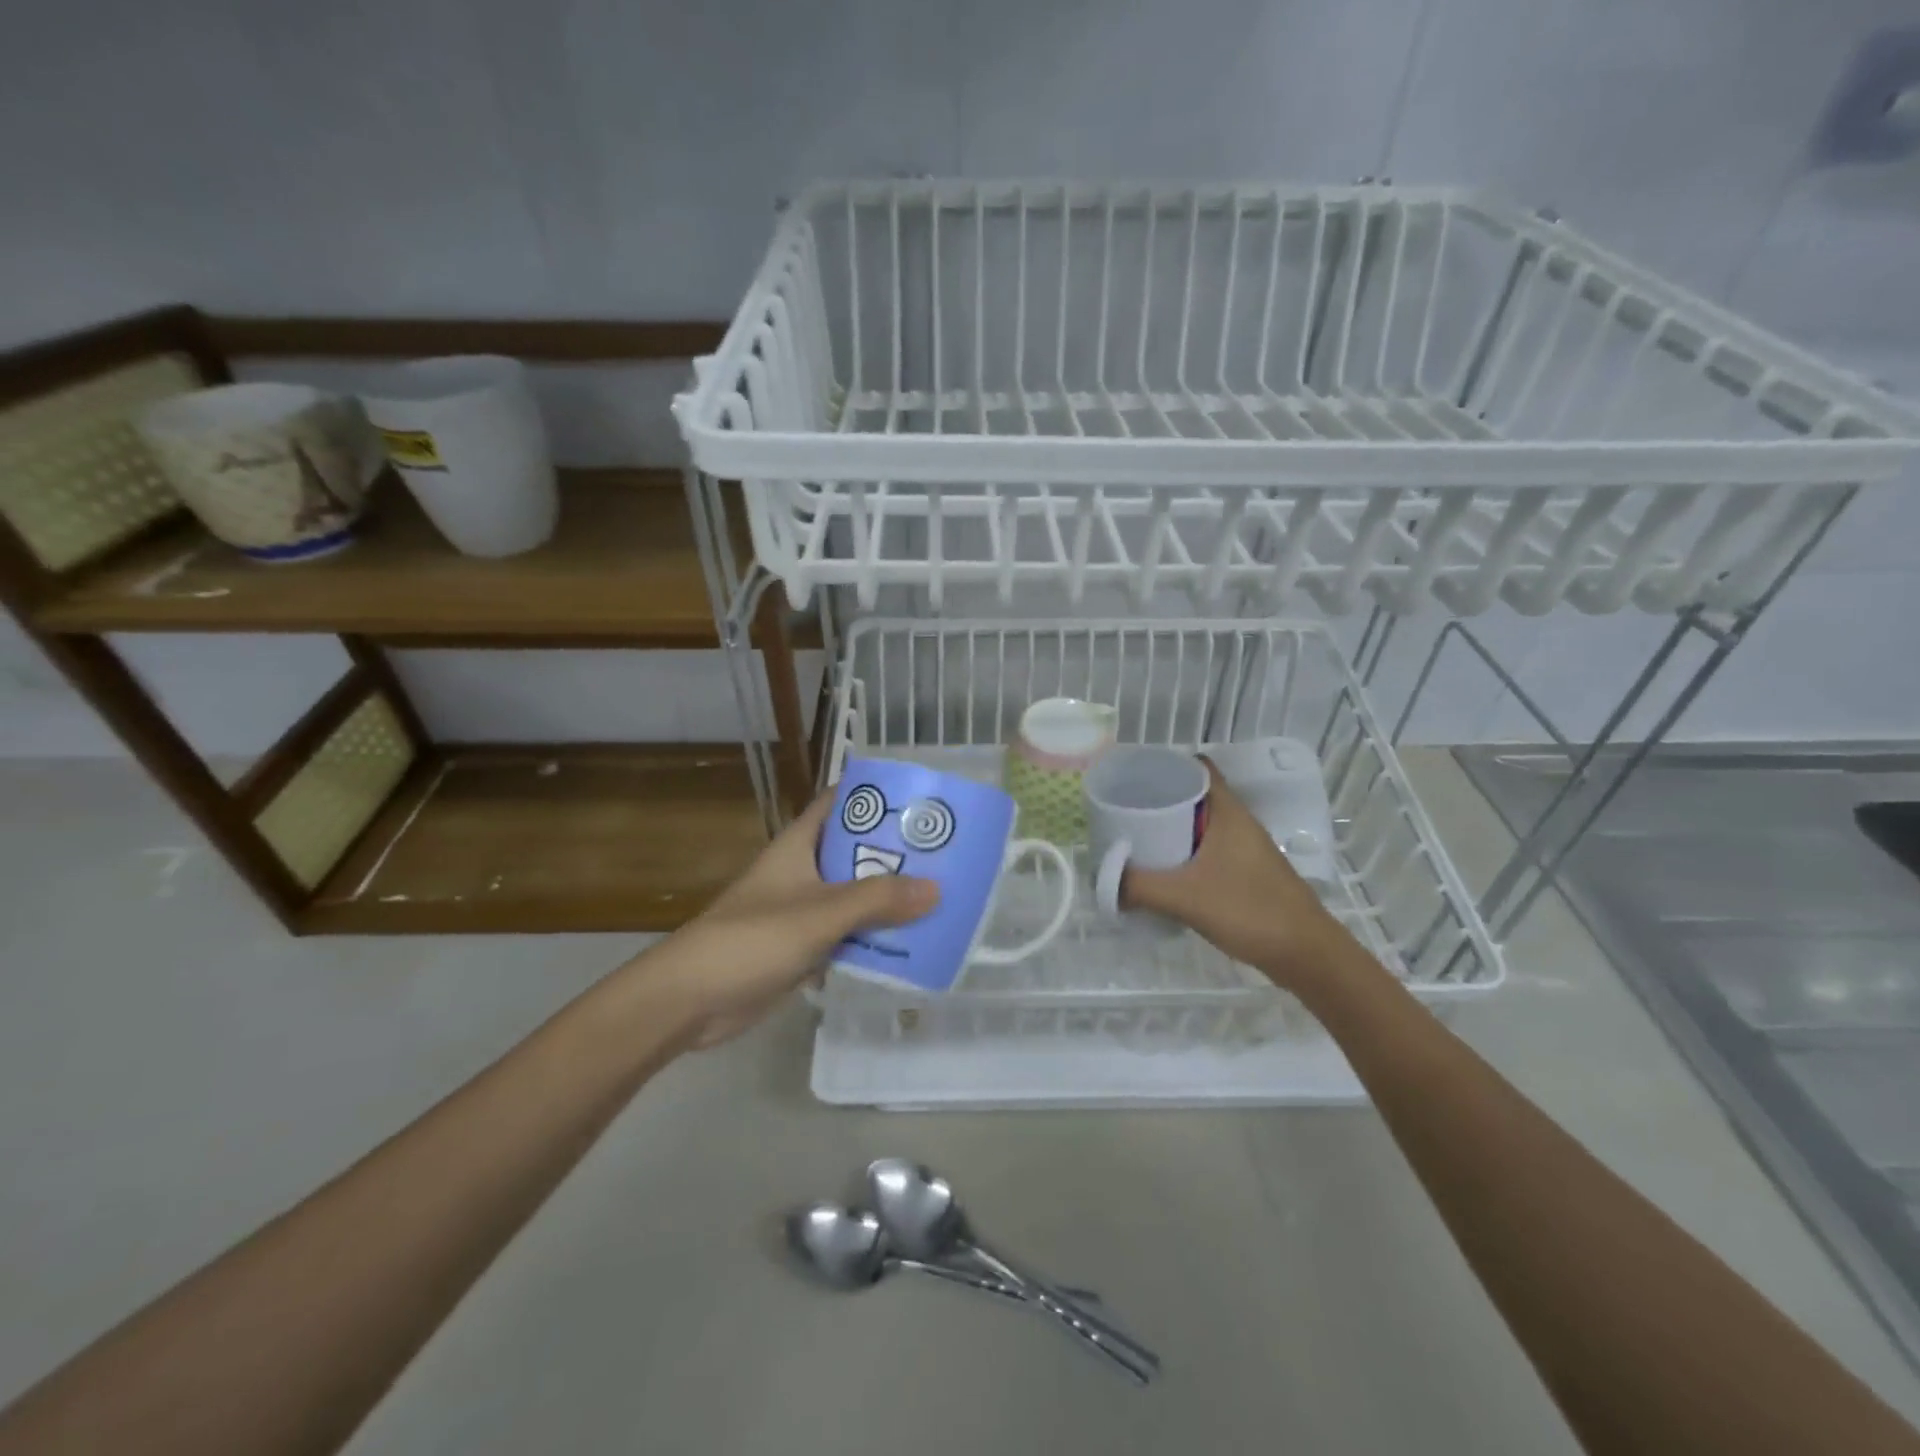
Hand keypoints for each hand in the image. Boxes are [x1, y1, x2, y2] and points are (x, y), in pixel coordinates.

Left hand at [640, 790, 938, 1047]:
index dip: (876, 795)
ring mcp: (802, 911)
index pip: (840, 803)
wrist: (691, 999)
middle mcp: (803, 871)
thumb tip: (937, 889)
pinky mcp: (801, 948)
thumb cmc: (753, 938)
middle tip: (947, 853)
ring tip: (941, 897)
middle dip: (896, 851)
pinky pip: (847, 934)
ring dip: (889, 898)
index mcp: (800, 845)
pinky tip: (910, 944)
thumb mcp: (821, 912)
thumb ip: (878, 900)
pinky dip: (873, 937)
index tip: (919, 798)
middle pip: (855, 851)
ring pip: (854, 896)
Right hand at [1122, 759, 1346, 991]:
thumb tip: (1103, 882)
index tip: (1134, 777)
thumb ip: (1139, 887)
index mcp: (1228, 812)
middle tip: (1124, 811)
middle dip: (1160, 800)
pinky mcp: (1246, 873)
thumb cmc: (1249, 910)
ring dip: (1172, 830)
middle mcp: (1238, 823)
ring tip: (1136, 840)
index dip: (1167, 766)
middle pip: (1195, 796)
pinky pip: (1208, 850)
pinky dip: (1185, 853)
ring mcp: (1244, 849)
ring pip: (1201, 826)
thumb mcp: (1184, 897)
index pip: (1198, 768)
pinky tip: (1164, 872)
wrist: (1305, 954)